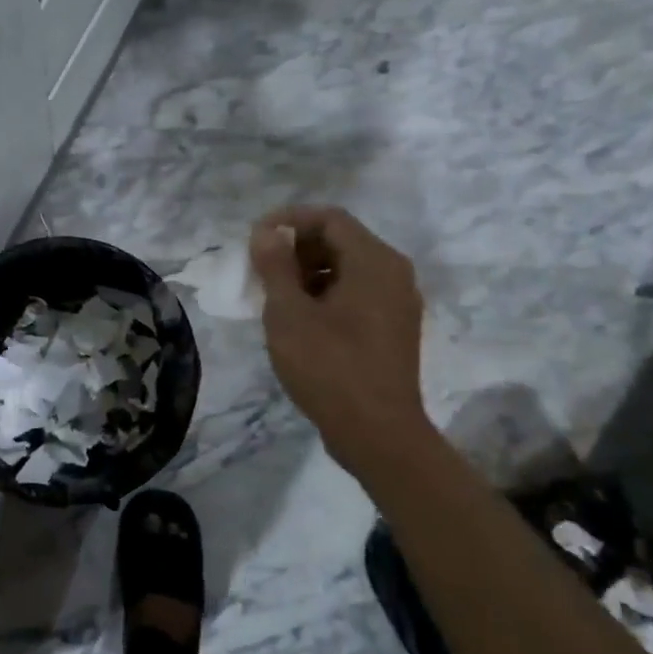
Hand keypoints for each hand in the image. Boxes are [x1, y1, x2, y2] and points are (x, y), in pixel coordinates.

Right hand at [250, 206, 437, 471]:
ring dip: (307, 272)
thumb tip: (266, 232)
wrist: (378, 435)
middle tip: (260, 269)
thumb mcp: (289, 314)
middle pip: (340, 241)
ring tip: (273, 296)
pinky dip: (324, 294)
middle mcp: (393, 274)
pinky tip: (298, 320)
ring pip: (347, 268)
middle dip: (296, 248)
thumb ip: (275, 266)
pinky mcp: (393, 328)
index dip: (288, 220)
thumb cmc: (329, 367)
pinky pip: (356, 293)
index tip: (255, 239)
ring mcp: (397, 302)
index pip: (330, 218)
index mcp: (374, 262)